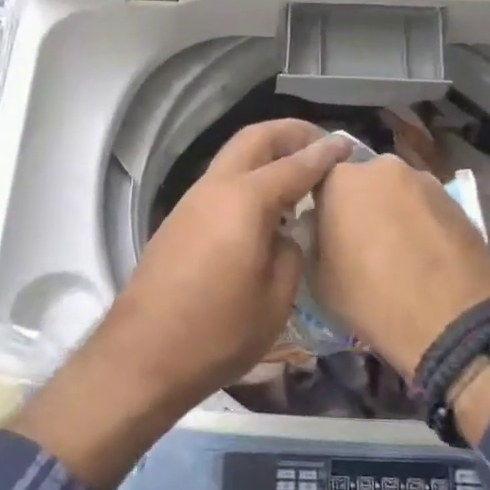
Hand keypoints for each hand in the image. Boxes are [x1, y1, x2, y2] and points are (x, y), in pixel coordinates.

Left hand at [112, 118, 351, 404]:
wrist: (142, 356)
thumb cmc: (217, 333)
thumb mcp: (275, 300)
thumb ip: (289, 254)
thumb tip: (284, 236)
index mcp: (245, 201)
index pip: (295, 165)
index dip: (325, 153)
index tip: (348, 144)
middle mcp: (216, 188)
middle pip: (255, 138)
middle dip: (290, 133)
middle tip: (321, 145)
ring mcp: (192, 202)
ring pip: (234, 157)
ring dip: (267, 154)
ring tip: (298, 175)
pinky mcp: (179, 221)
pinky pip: (222, 182)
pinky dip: (249, 177)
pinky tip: (266, 207)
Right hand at [311, 154, 489, 376]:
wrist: (452, 320)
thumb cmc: (372, 299)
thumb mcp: (318, 279)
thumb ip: (315, 241)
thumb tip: (324, 232)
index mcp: (341, 179)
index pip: (320, 181)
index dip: (321, 207)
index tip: (325, 232)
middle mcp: (382, 167)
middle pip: (362, 182)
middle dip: (359, 204)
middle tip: (361, 242)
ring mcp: (424, 179)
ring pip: (397, 192)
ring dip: (393, 211)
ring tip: (399, 251)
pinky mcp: (456, 199)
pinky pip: (426, 206)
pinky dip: (422, 223)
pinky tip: (426, 255)